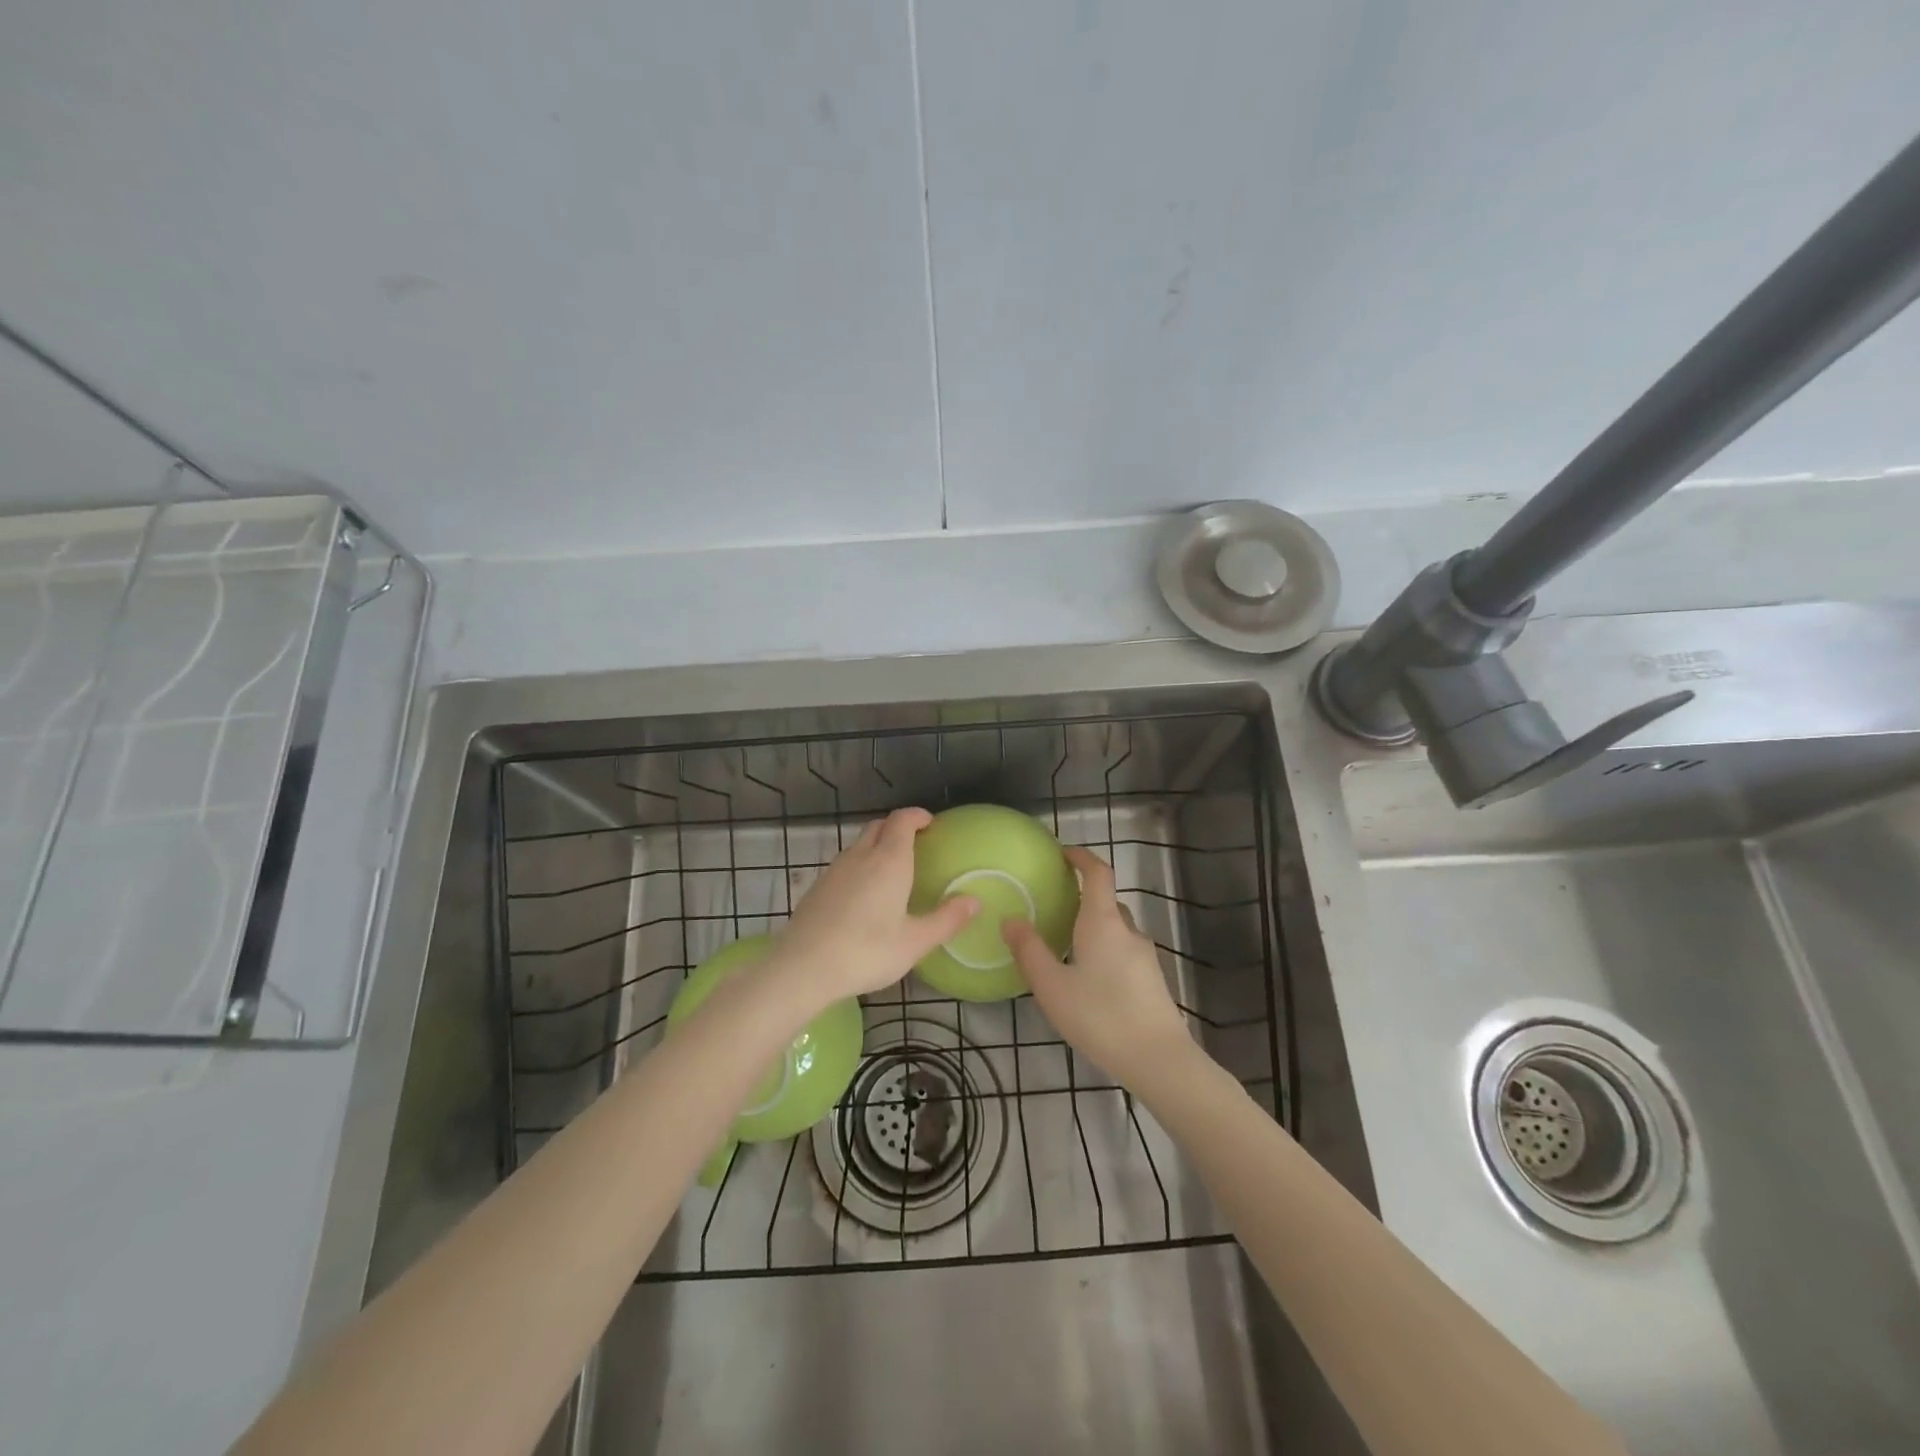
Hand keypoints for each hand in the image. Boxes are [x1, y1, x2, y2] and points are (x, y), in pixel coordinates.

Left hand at [773, 807, 978, 1006]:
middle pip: (879, 826)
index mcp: (889, 861)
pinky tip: (864, 893)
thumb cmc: (866, 952)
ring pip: (859, 844)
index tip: (930, 823)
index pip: (902, 820)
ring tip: (892, 868)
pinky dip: (860, 864)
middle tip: (916, 843)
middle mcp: (861, 856)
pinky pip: (845, 862)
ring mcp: (835, 869)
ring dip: (877, 844)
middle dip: (898, 827)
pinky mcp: (818, 886)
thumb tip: (974, 901)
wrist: (803, 967)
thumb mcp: (915, 942)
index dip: (917, 816)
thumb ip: (947, 920)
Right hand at [1004, 846, 1193, 1084]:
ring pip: (1116, 929)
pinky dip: (1105, 951)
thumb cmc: (1100, 1016)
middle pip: (1106, 901)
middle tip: (1054, 910)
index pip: (1097, 873)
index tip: (1063, 854)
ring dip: (1093, 929)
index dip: (1082, 857)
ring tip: (1066, 949)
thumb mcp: (1052, 986)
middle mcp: (1127, 930)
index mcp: (1103, 922)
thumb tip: (1010, 919)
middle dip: (1083, 898)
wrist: (1158, 1060)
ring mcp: (1144, 956)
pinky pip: (1124, 951)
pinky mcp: (1152, 979)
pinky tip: (1089, 981)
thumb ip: (1029, 951)